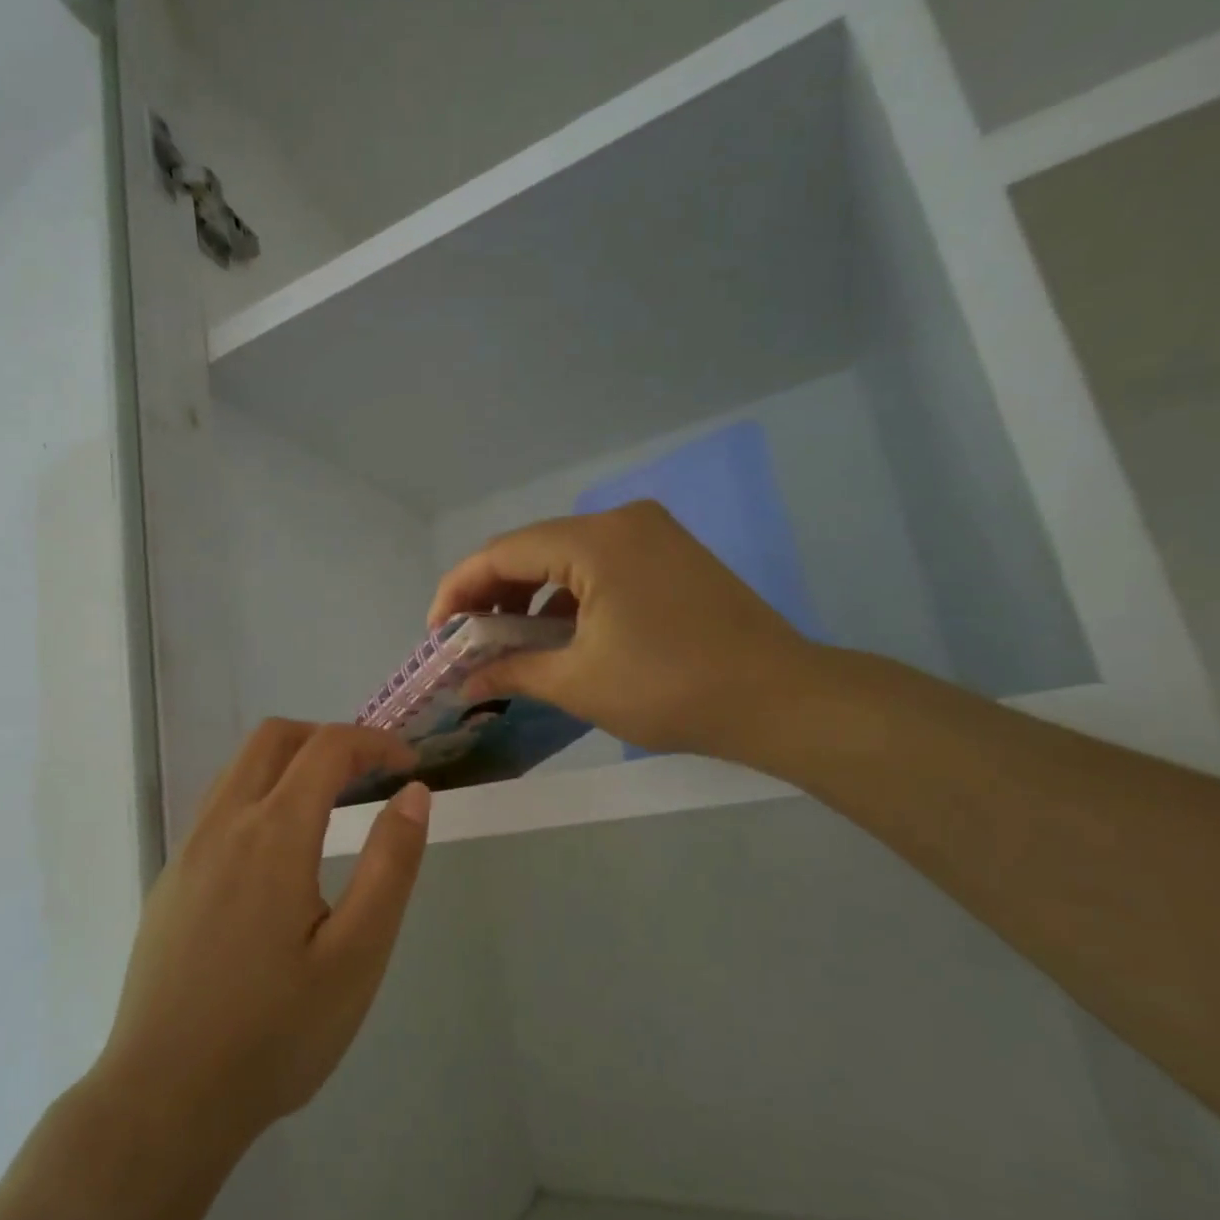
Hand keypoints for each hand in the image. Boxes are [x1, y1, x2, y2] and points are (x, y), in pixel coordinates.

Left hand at [93, 721, 430, 1151]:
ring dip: (289, 763)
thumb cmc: (275, 1034)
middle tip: (369, 774)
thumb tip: (414, 793)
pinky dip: (259, 794)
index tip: (409, 765)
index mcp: (273, 833)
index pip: (327, 747)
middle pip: (274, 738)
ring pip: (239, 768)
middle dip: (327, 738)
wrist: (163, 1099)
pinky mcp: (170, 879)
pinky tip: (278, 853)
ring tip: (331, 804)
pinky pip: (218, 806)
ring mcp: (188, 850)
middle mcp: (223, 823)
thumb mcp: (357, 955)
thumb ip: (390, 864)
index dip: (374, 742)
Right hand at [428, 500, 823, 759]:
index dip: (458, 591)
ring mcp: (651, 534)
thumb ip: (511, 671)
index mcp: (595, 541)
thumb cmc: (671, 689)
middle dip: (491, 594)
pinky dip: (567, 595)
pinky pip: (598, 565)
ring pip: (564, 556)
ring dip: (528, 595)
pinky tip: (558, 632)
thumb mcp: (578, 683)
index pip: (501, 553)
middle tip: (468, 641)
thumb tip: (463, 683)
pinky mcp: (670, 554)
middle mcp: (621, 521)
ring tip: (507, 641)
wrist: (781, 698)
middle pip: (531, 548)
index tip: (438, 634)